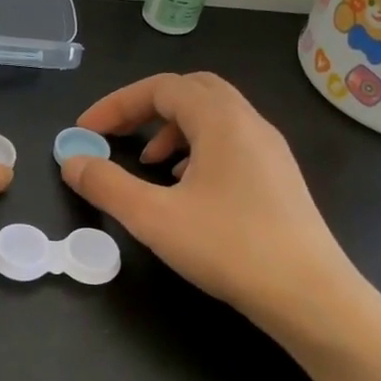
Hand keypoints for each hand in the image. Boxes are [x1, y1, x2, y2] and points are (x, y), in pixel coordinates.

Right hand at [60, 72, 365, 332]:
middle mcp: (250, 123)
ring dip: (173, 130)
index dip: (116, 103)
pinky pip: (231, 143)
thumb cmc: (229, 247)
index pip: (161, 87)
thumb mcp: (154, 217)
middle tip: (117, 134)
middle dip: (146, 107)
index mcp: (221, 120)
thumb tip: (71, 161)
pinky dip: (198, 151)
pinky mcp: (279, 178)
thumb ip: (106, 186)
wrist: (309, 294)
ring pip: (214, 118)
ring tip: (149, 165)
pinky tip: (186, 188)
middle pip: (192, 90)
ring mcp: (270, 150)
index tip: (85, 131)